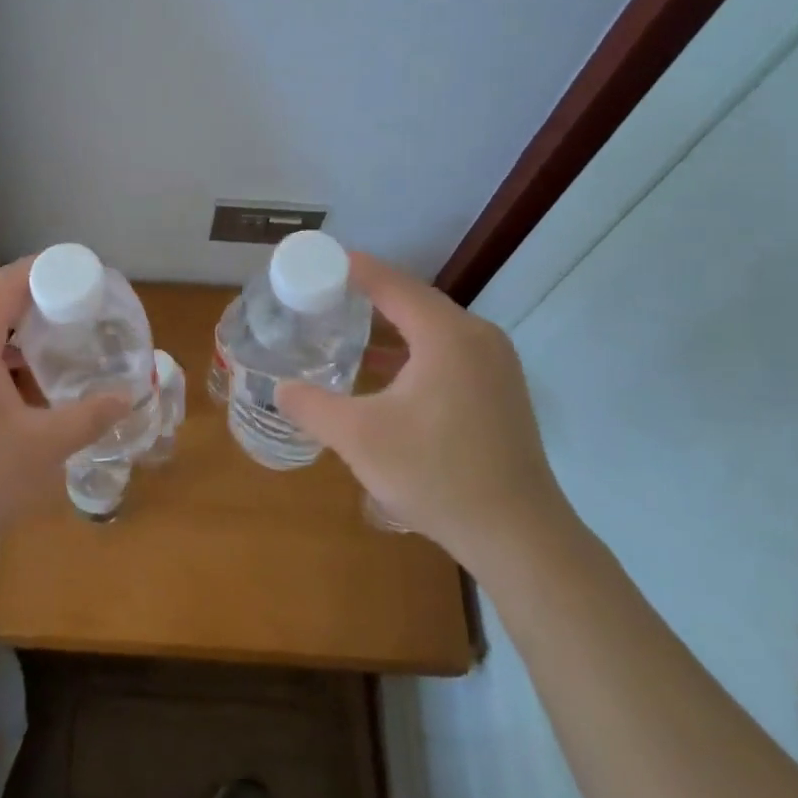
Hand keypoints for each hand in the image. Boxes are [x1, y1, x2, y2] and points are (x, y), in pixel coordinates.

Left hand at [0, 257, 129, 559]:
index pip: (12, 279)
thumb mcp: (43, 449)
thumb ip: (90, 417)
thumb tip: (126, 397)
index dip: (52, 271)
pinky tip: (18, 394)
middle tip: (81, 322)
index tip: (88, 281)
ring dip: (17, 339)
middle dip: (40, 307)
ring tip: (56, 358)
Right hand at [276, 253, 571, 571]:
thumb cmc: (436, 475)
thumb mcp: (359, 438)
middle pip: (414, 300)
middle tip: (323, 295)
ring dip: (391, 325)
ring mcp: (495, 365)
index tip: (317, 260)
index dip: (353, 269)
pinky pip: (448, 352)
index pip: (392, 284)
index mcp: (447, 335)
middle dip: (368, 295)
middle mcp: (477, 338)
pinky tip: (384, 372)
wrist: (518, 536)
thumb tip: (280, 389)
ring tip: (346, 327)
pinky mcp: (499, 392)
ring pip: (433, 328)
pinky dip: (413, 351)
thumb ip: (312, 406)